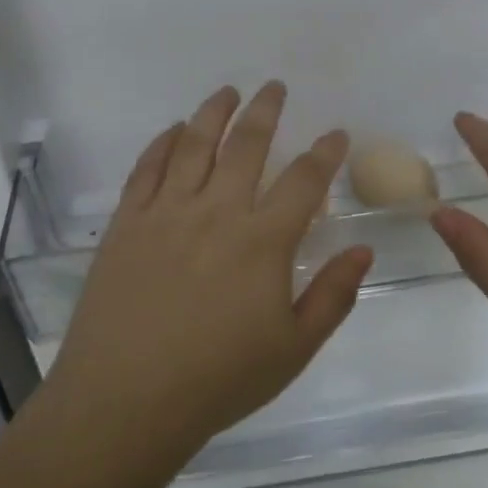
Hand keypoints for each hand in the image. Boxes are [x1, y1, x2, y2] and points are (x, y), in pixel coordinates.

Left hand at [46, 82, 373, 456]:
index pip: (304, 181)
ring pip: (194, 144)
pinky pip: (147, 167)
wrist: (125, 399)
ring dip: (214, 112)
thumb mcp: (293, 348)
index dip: (324, 152)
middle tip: (275, 88)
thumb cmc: (218, 380)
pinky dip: (163, 142)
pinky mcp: (127, 222)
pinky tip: (174, 130)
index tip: (335, 133)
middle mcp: (216, 212)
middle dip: (266, 111)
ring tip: (228, 92)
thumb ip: (333, 295)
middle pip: (246, 145)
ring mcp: (165, 212)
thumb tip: (362, 250)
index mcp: (263, 241)